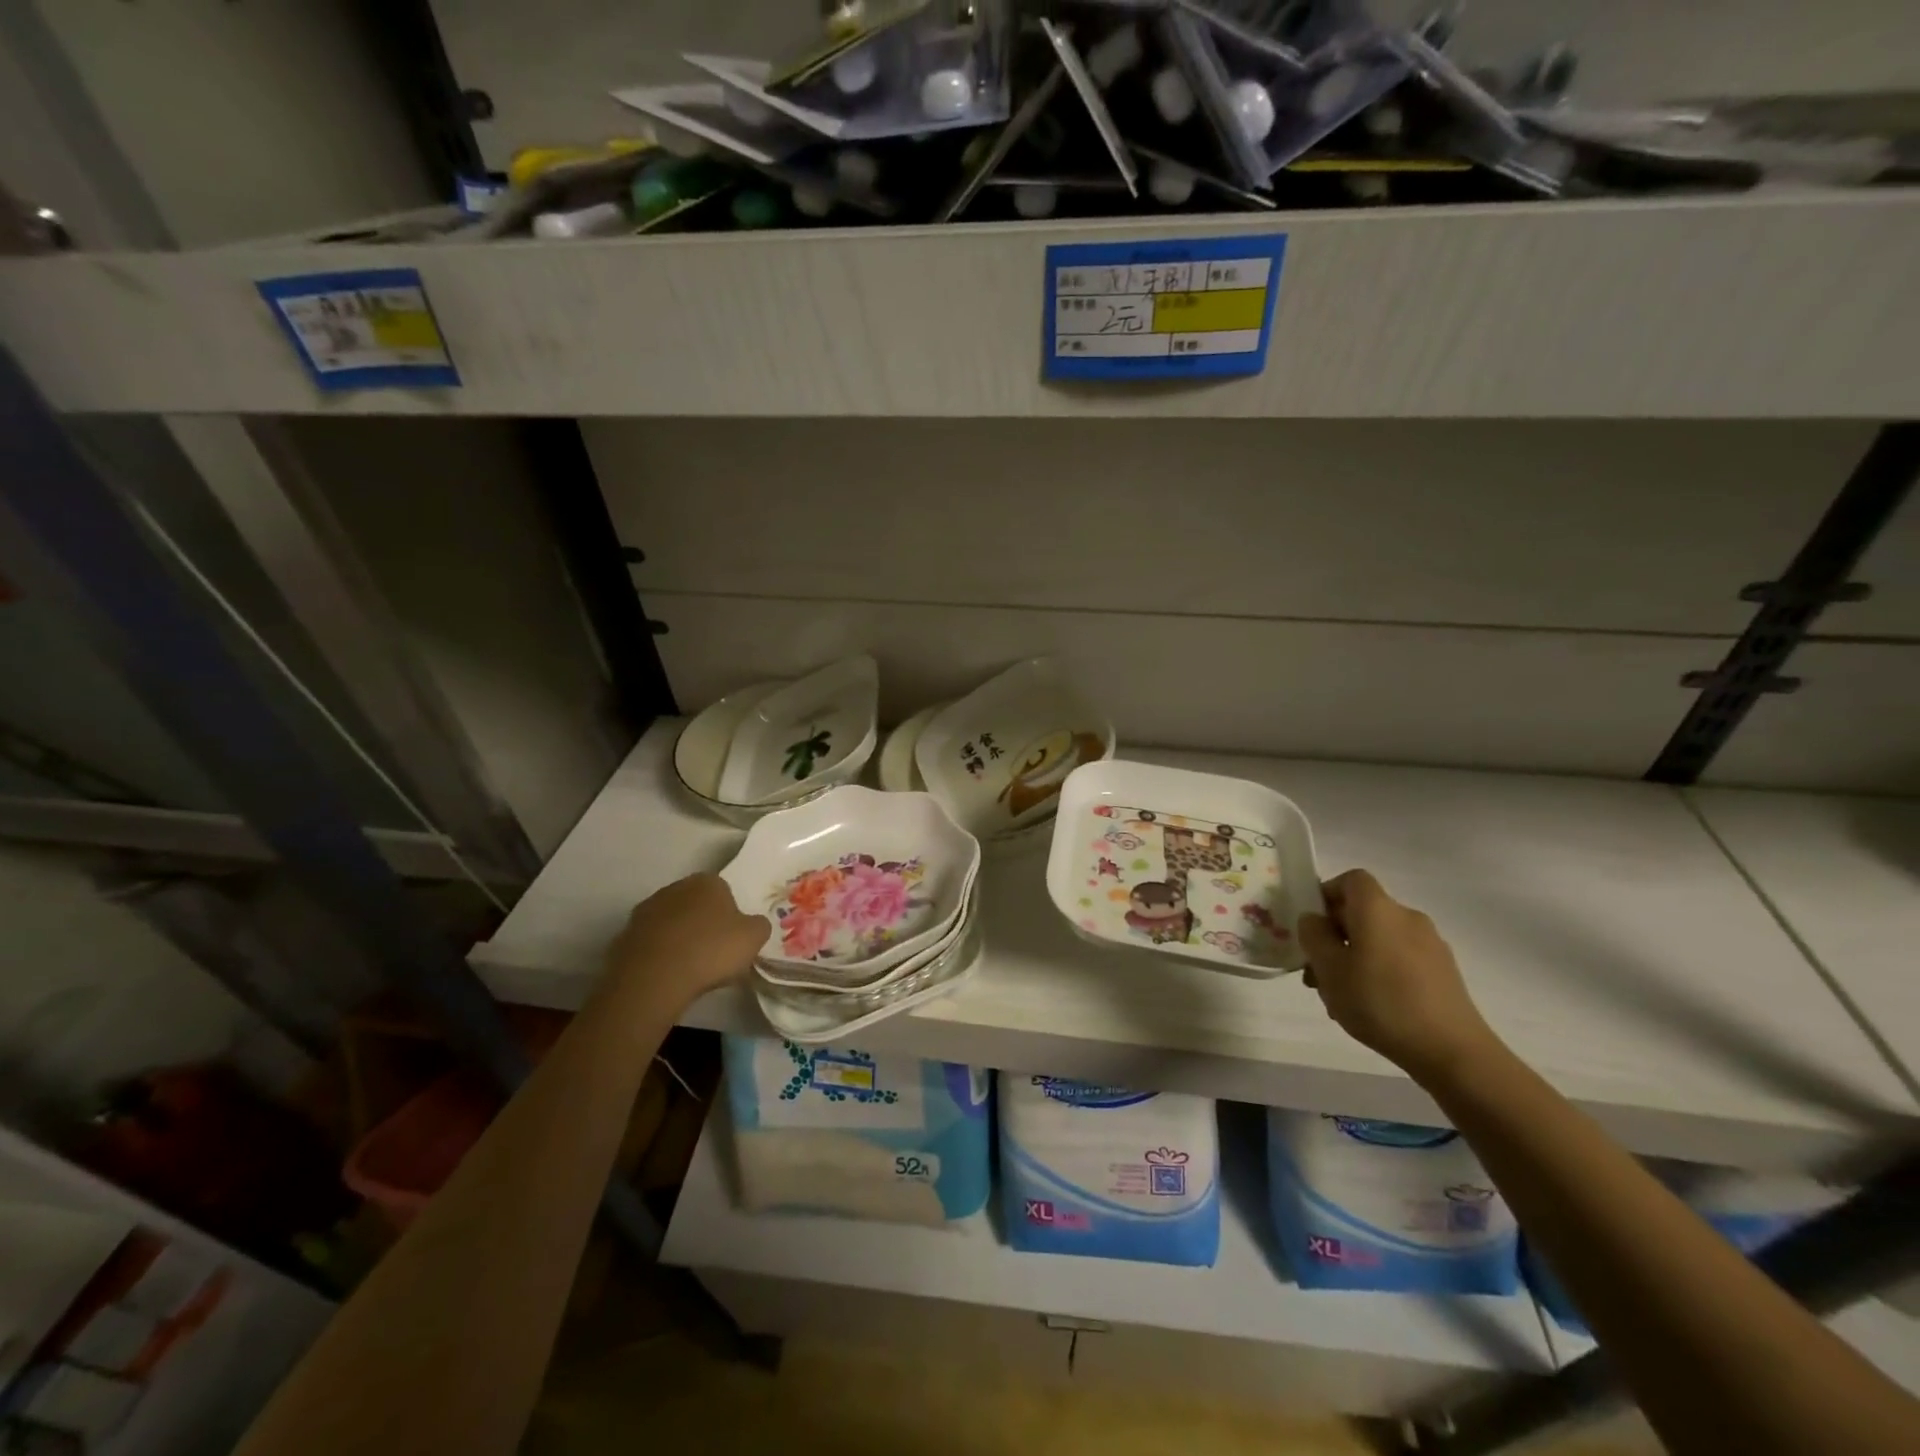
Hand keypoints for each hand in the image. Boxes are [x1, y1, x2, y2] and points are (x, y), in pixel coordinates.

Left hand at [605, 874, 768, 1004]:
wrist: (654, 978)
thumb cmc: (711, 950)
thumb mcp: (754, 938)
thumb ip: (758, 926)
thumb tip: (753, 925)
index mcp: (707, 881)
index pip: (724, 890)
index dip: (730, 913)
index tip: (733, 937)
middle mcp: (674, 888)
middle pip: (695, 904)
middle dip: (703, 922)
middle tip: (713, 950)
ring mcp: (646, 911)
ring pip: (671, 922)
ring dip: (679, 937)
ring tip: (689, 967)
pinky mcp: (624, 936)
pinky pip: (650, 943)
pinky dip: (659, 954)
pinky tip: (667, 974)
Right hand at [1298, 868, 1500, 1085]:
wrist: (1452, 1051)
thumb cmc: (1380, 1001)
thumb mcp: (1329, 968)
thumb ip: (1313, 936)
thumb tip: (1313, 919)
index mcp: (1378, 909)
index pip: (1351, 879)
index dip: (1327, 894)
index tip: (1312, 925)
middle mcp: (1407, 918)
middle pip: (1363, 913)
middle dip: (1334, 937)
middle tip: (1315, 972)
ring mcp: (1430, 945)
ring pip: (1379, 940)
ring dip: (1354, 959)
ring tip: (1339, 998)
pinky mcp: (1443, 972)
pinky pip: (1400, 960)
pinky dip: (1379, 973)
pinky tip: (1370, 1008)